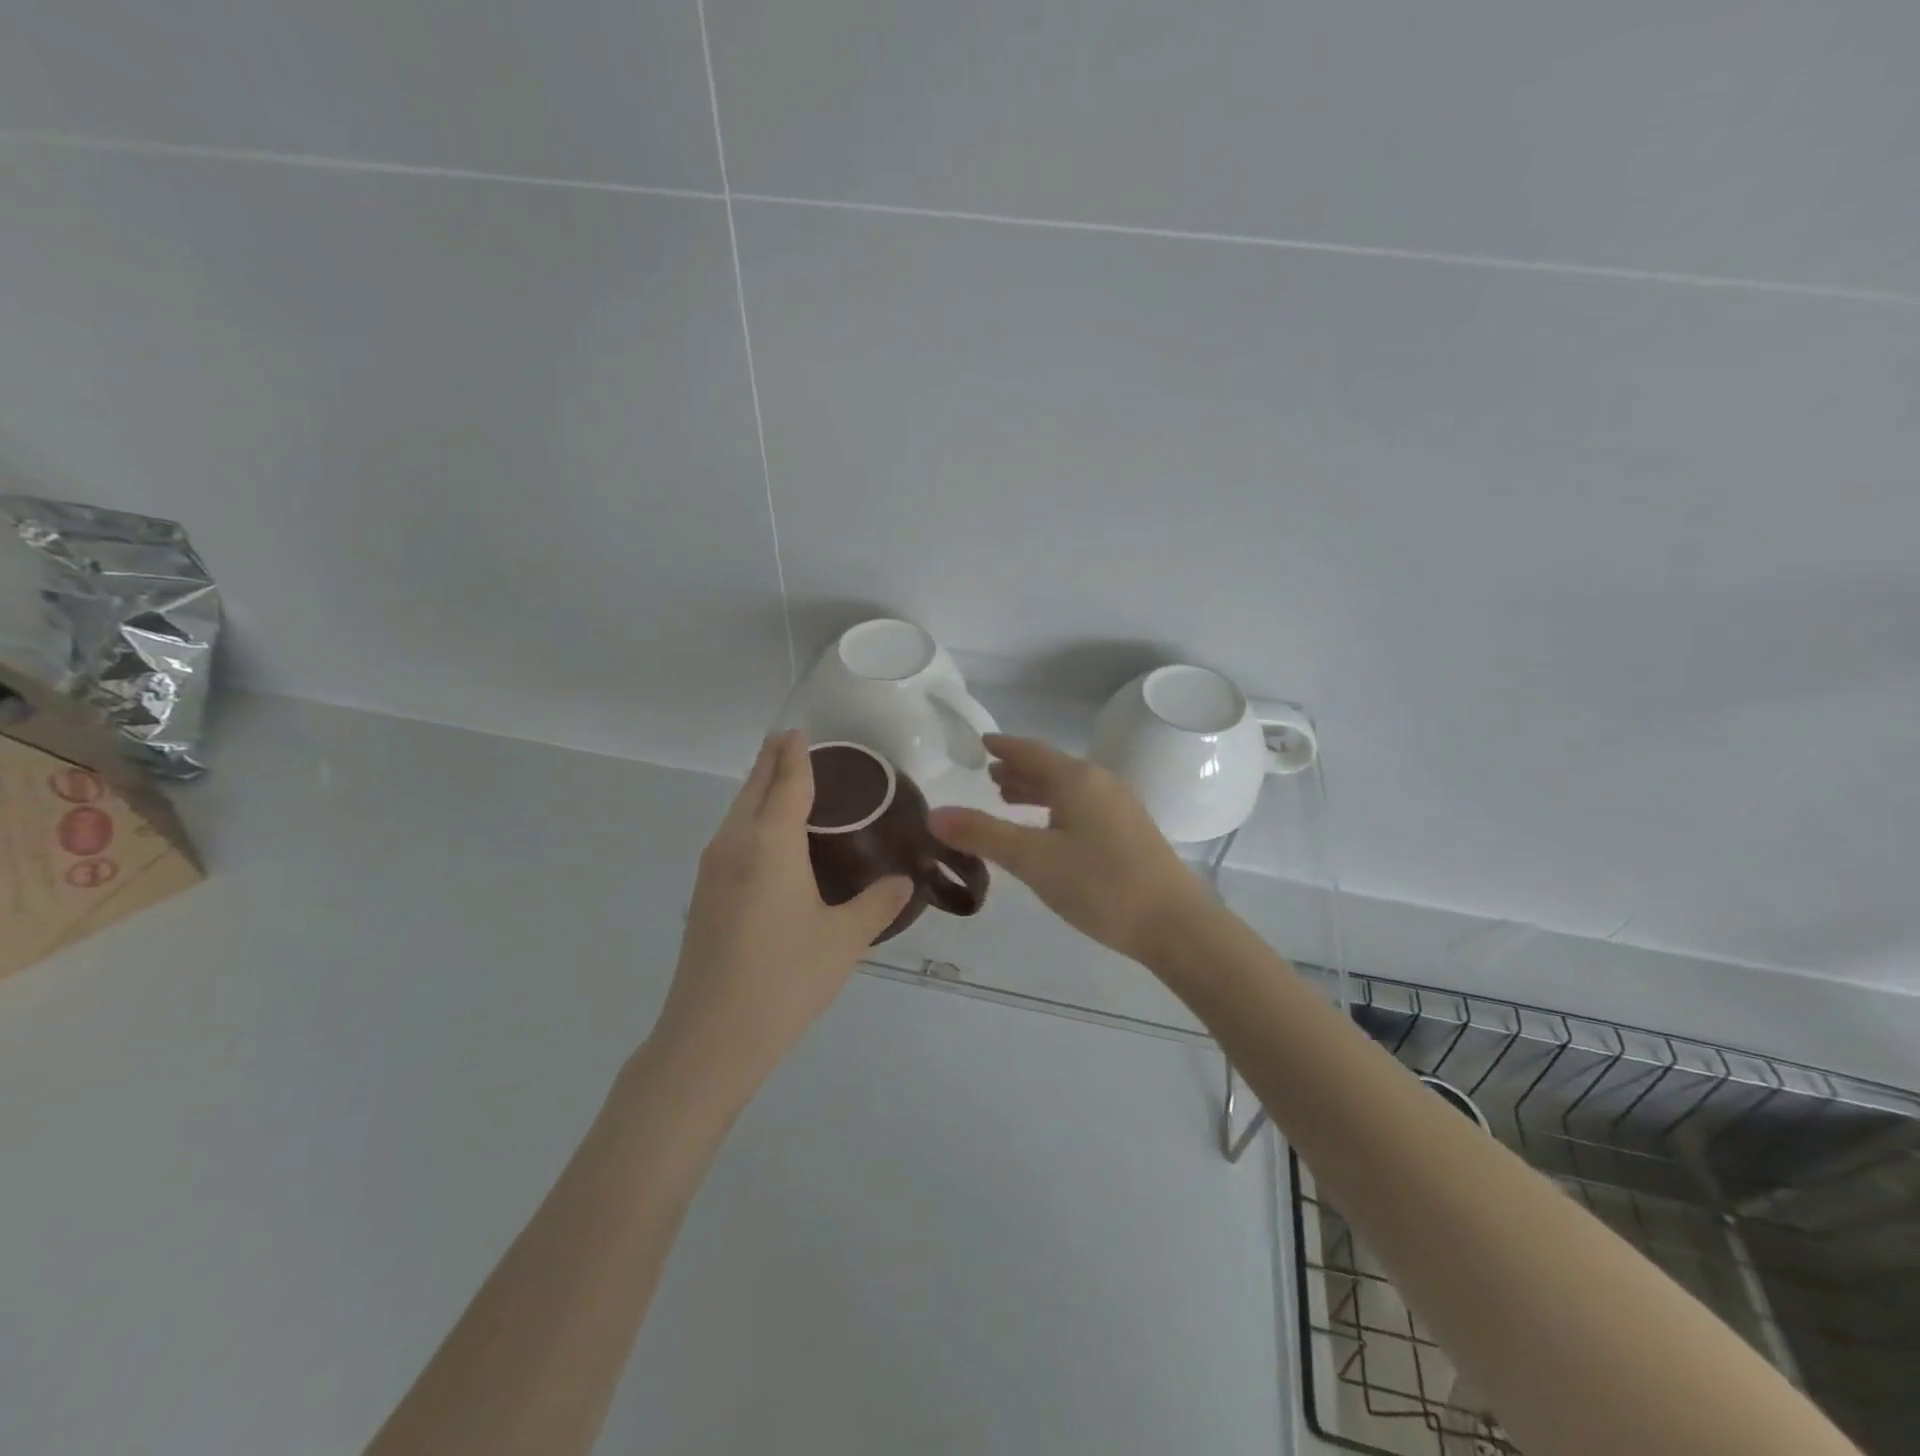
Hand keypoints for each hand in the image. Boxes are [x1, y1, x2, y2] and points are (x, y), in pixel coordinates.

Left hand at [655, 731, 912, 1094]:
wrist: (711, 1037)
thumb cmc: (785, 977)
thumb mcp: (844, 939)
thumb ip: (878, 903)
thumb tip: (904, 882)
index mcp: (770, 842)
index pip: (786, 782)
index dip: (796, 754)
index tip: (800, 731)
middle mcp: (735, 843)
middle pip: (753, 787)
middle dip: (772, 761)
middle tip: (792, 743)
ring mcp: (712, 870)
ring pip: (737, 812)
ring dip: (758, 790)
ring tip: (785, 784)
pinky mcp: (704, 895)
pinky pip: (731, 837)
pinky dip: (751, 819)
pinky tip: (770, 841)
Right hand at [929, 735, 1215, 963]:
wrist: (1175, 924)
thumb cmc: (1100, 885)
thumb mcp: (1033, 859)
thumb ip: (983, 835)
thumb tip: (934, 814)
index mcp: (1076, 779)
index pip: (1031, 751)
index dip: (1004, 746)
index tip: (982, 741)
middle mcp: (1100, 783)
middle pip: (1052, 768)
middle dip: (1019, 769)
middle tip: (990, 774)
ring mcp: (1120, 807)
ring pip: (1069, 789)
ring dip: (1038, 790)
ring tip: (1011, 798)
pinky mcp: (1131, 832)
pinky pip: (1083, 806)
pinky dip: (1057, 808)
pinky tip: (1051, 830)